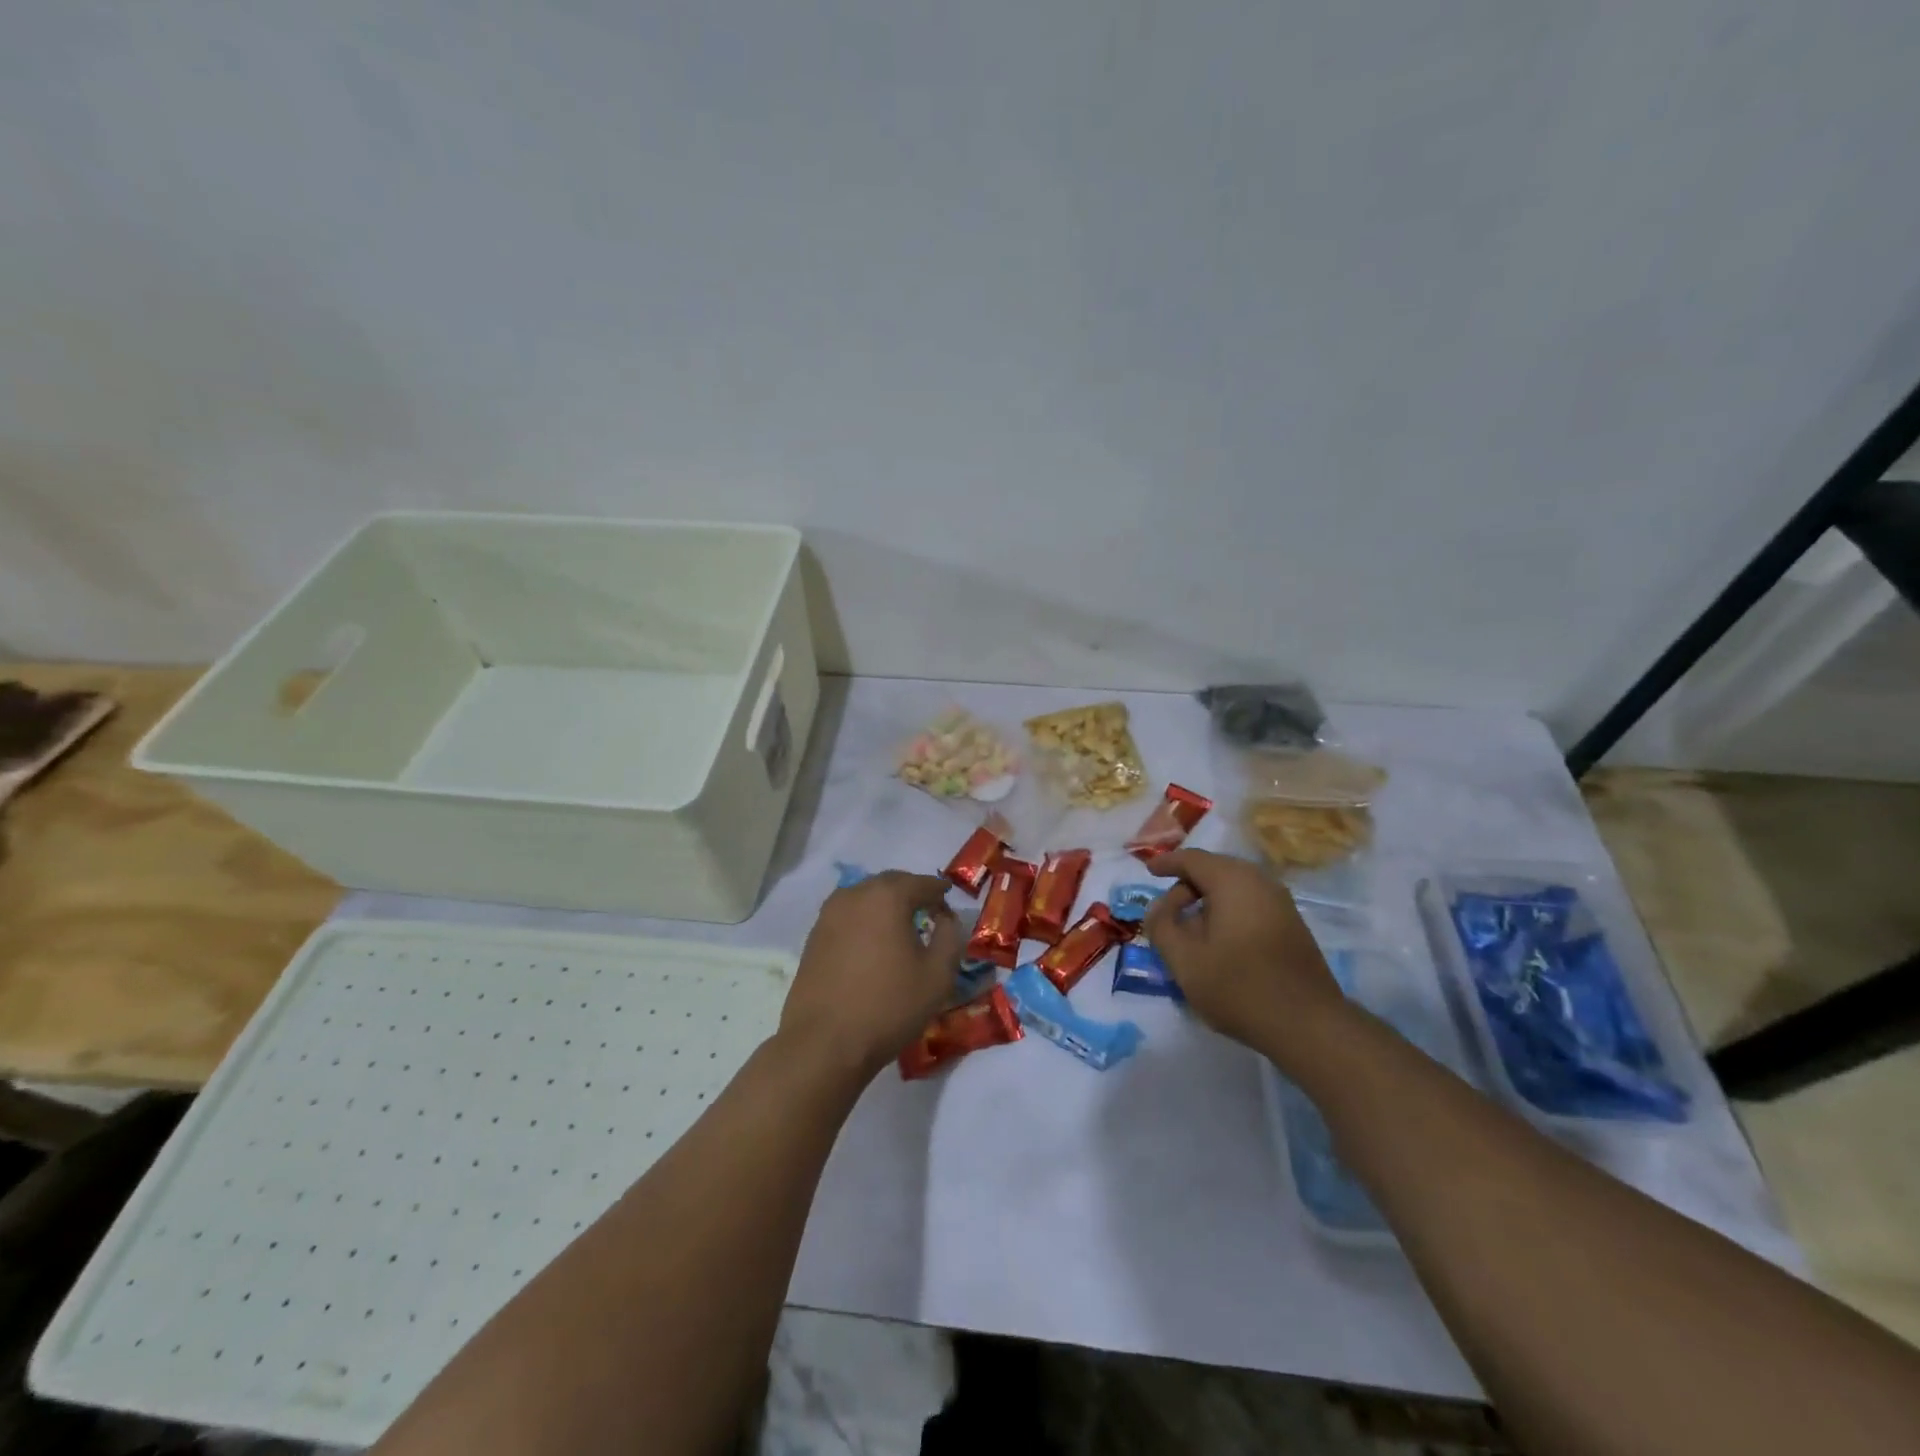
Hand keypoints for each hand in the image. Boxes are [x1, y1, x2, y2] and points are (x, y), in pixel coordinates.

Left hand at [780, 871, 962, 1079]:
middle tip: (928, 910)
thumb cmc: (888, 1006)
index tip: (950, 900)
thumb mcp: (938, 975)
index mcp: (887, 896)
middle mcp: (854, 895)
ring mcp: (828, 915)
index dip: (939, 891)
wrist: (824, 1043)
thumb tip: (946, 919)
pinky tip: (873, 944)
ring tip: (900, 927)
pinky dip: (865, 921)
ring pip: (865, 898)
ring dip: (885, 906)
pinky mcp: (813, 937)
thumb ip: (951, 937)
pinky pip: (847, 917)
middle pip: (890, 884)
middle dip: (911, 893)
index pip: (921, 883)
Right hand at [1143, 849, 1347, 1059]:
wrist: (1309, 1025)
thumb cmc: (1239, 987)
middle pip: (1214, 870)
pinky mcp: (1291, 925)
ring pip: (1234, 888)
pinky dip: (1228, 912)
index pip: (1192, 859)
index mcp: (1232, 881)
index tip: (1148, 870)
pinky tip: (1219, 942)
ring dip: (1208, 902)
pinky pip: (1250, 904)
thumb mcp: (1184, 960)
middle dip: (1187, 886)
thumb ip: (1162, 925)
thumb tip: (1159, 906)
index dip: (1167, 863)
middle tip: (1166, 912)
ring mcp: (1281, 903)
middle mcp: (1260, 882)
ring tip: (1190, 932)